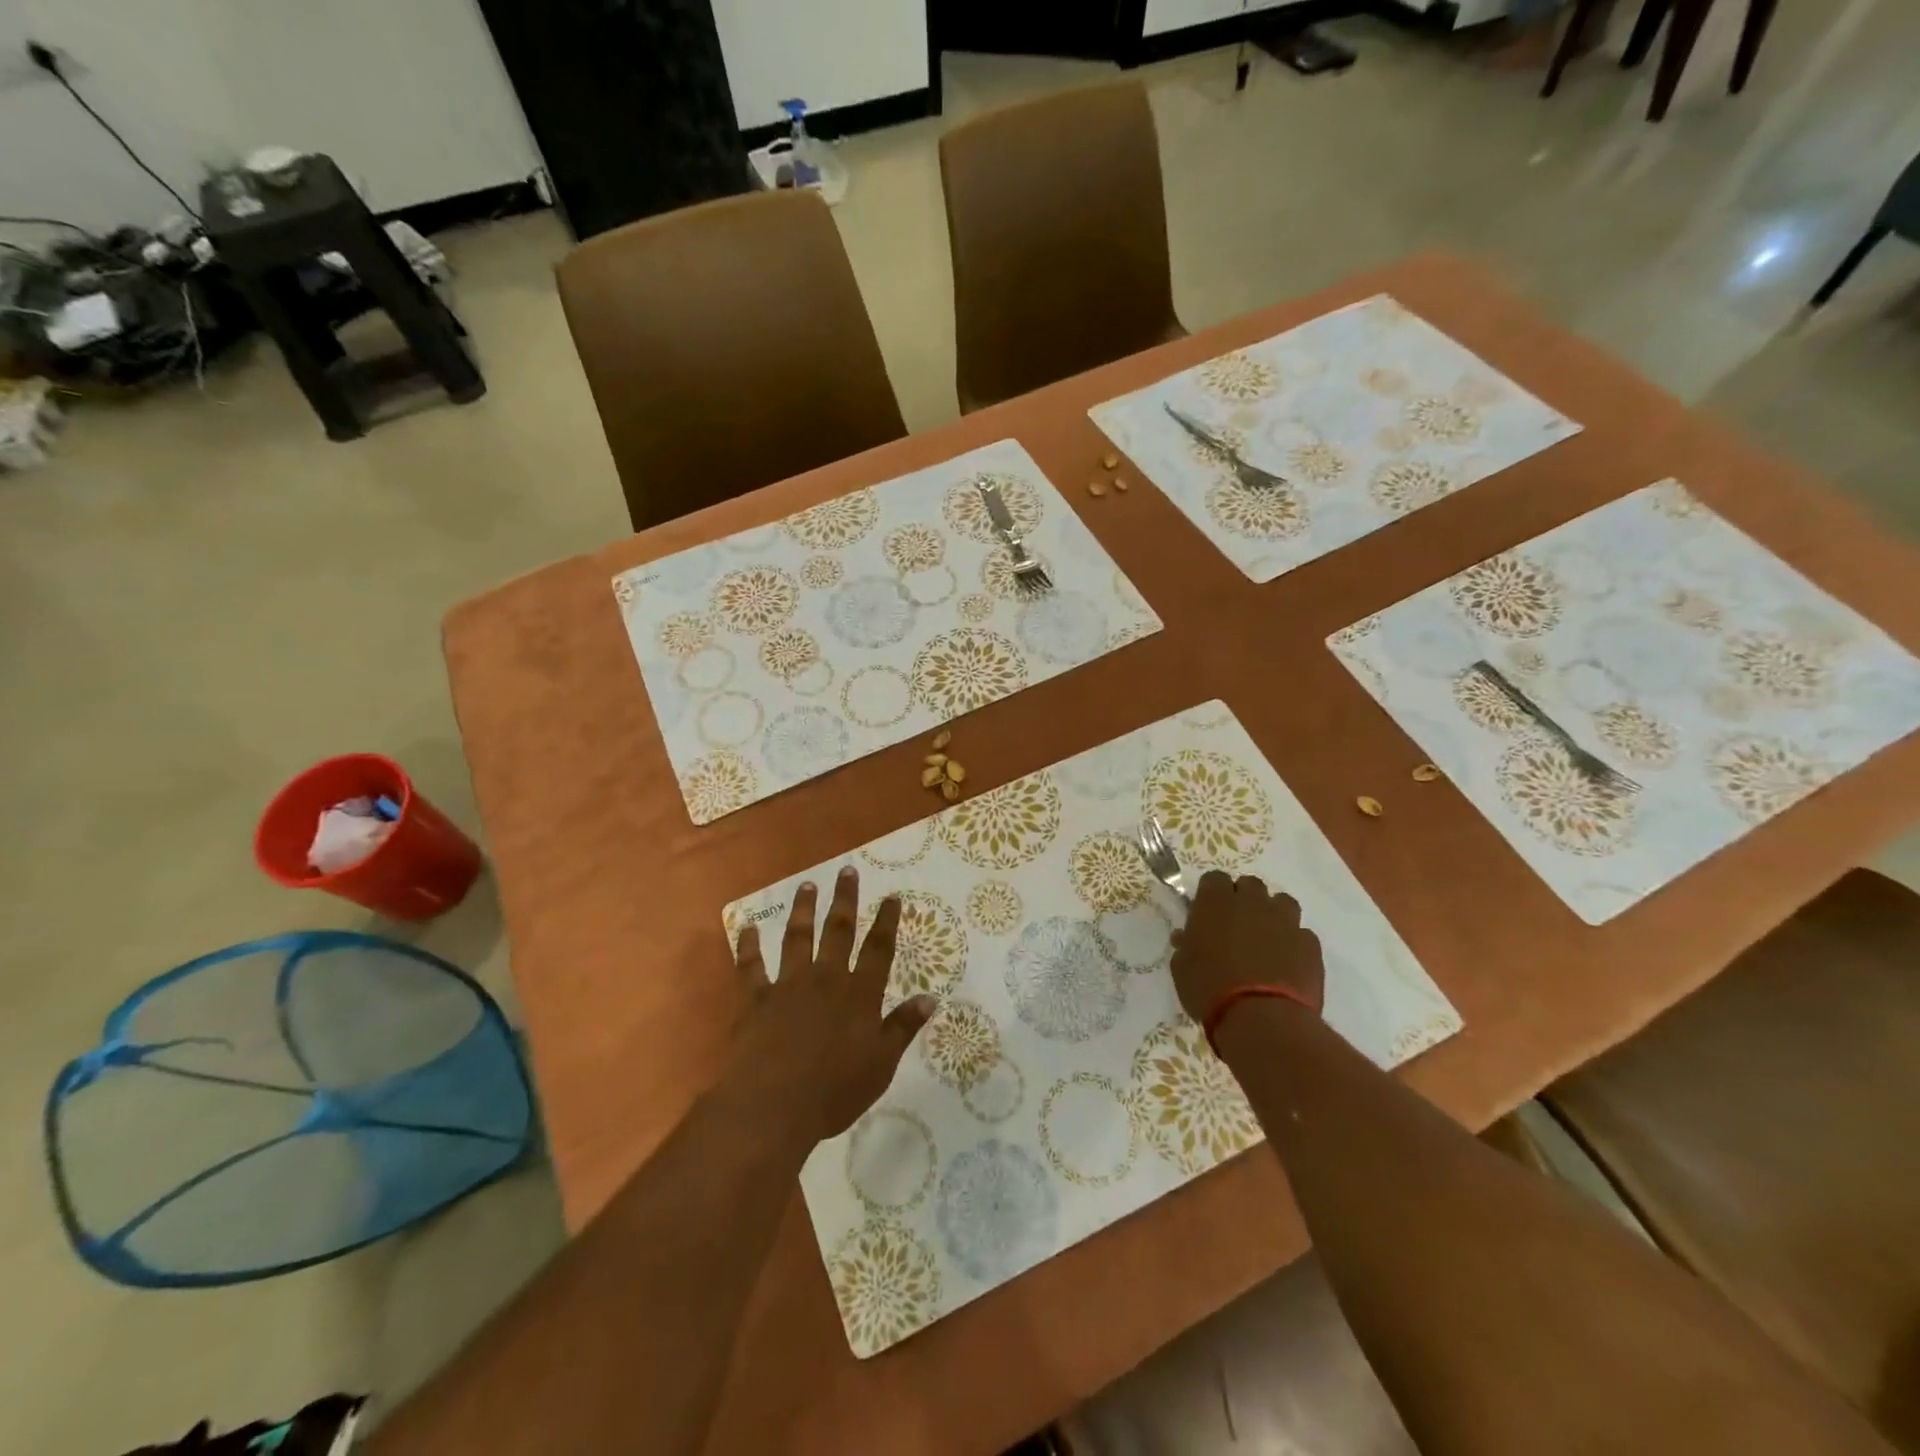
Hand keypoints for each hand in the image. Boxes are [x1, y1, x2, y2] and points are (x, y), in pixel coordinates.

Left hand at [729, 866, 936, 1144]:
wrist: (774, 1105)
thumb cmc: (834, 1090)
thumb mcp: (881, 1064)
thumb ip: (903, 1027)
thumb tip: (930, 998)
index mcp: (859, 994)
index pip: (878, 950)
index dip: (887, 922)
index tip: (892, 896)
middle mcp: (826, 979)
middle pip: (839, 931)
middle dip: (845, 900)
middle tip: (847, 870)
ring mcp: (789, 985)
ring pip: (797, 938)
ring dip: (803, 910)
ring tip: (807, 886)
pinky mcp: (757, 999)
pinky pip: (751, 967)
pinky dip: (748, 947)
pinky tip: (747, 928)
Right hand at [1169, 871, 1324, 1025]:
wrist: (1262, 1018)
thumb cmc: (1210, 989)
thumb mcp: (1181, 968)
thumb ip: (1185, 946)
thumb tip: (1185, 938)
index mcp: (1215, 902)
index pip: (1213, 878)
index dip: (1212, 893)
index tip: (1208, 912)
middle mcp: (1252, 903)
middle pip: (1250, 885)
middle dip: (1244, 899)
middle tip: (1236, 925)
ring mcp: (1285, 921)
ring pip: (1282, 902)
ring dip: (1273, 914)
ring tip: (1266, 940)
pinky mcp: (1310, 944)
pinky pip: (1301, 933)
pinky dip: (1293, 942)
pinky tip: (1286, 963)